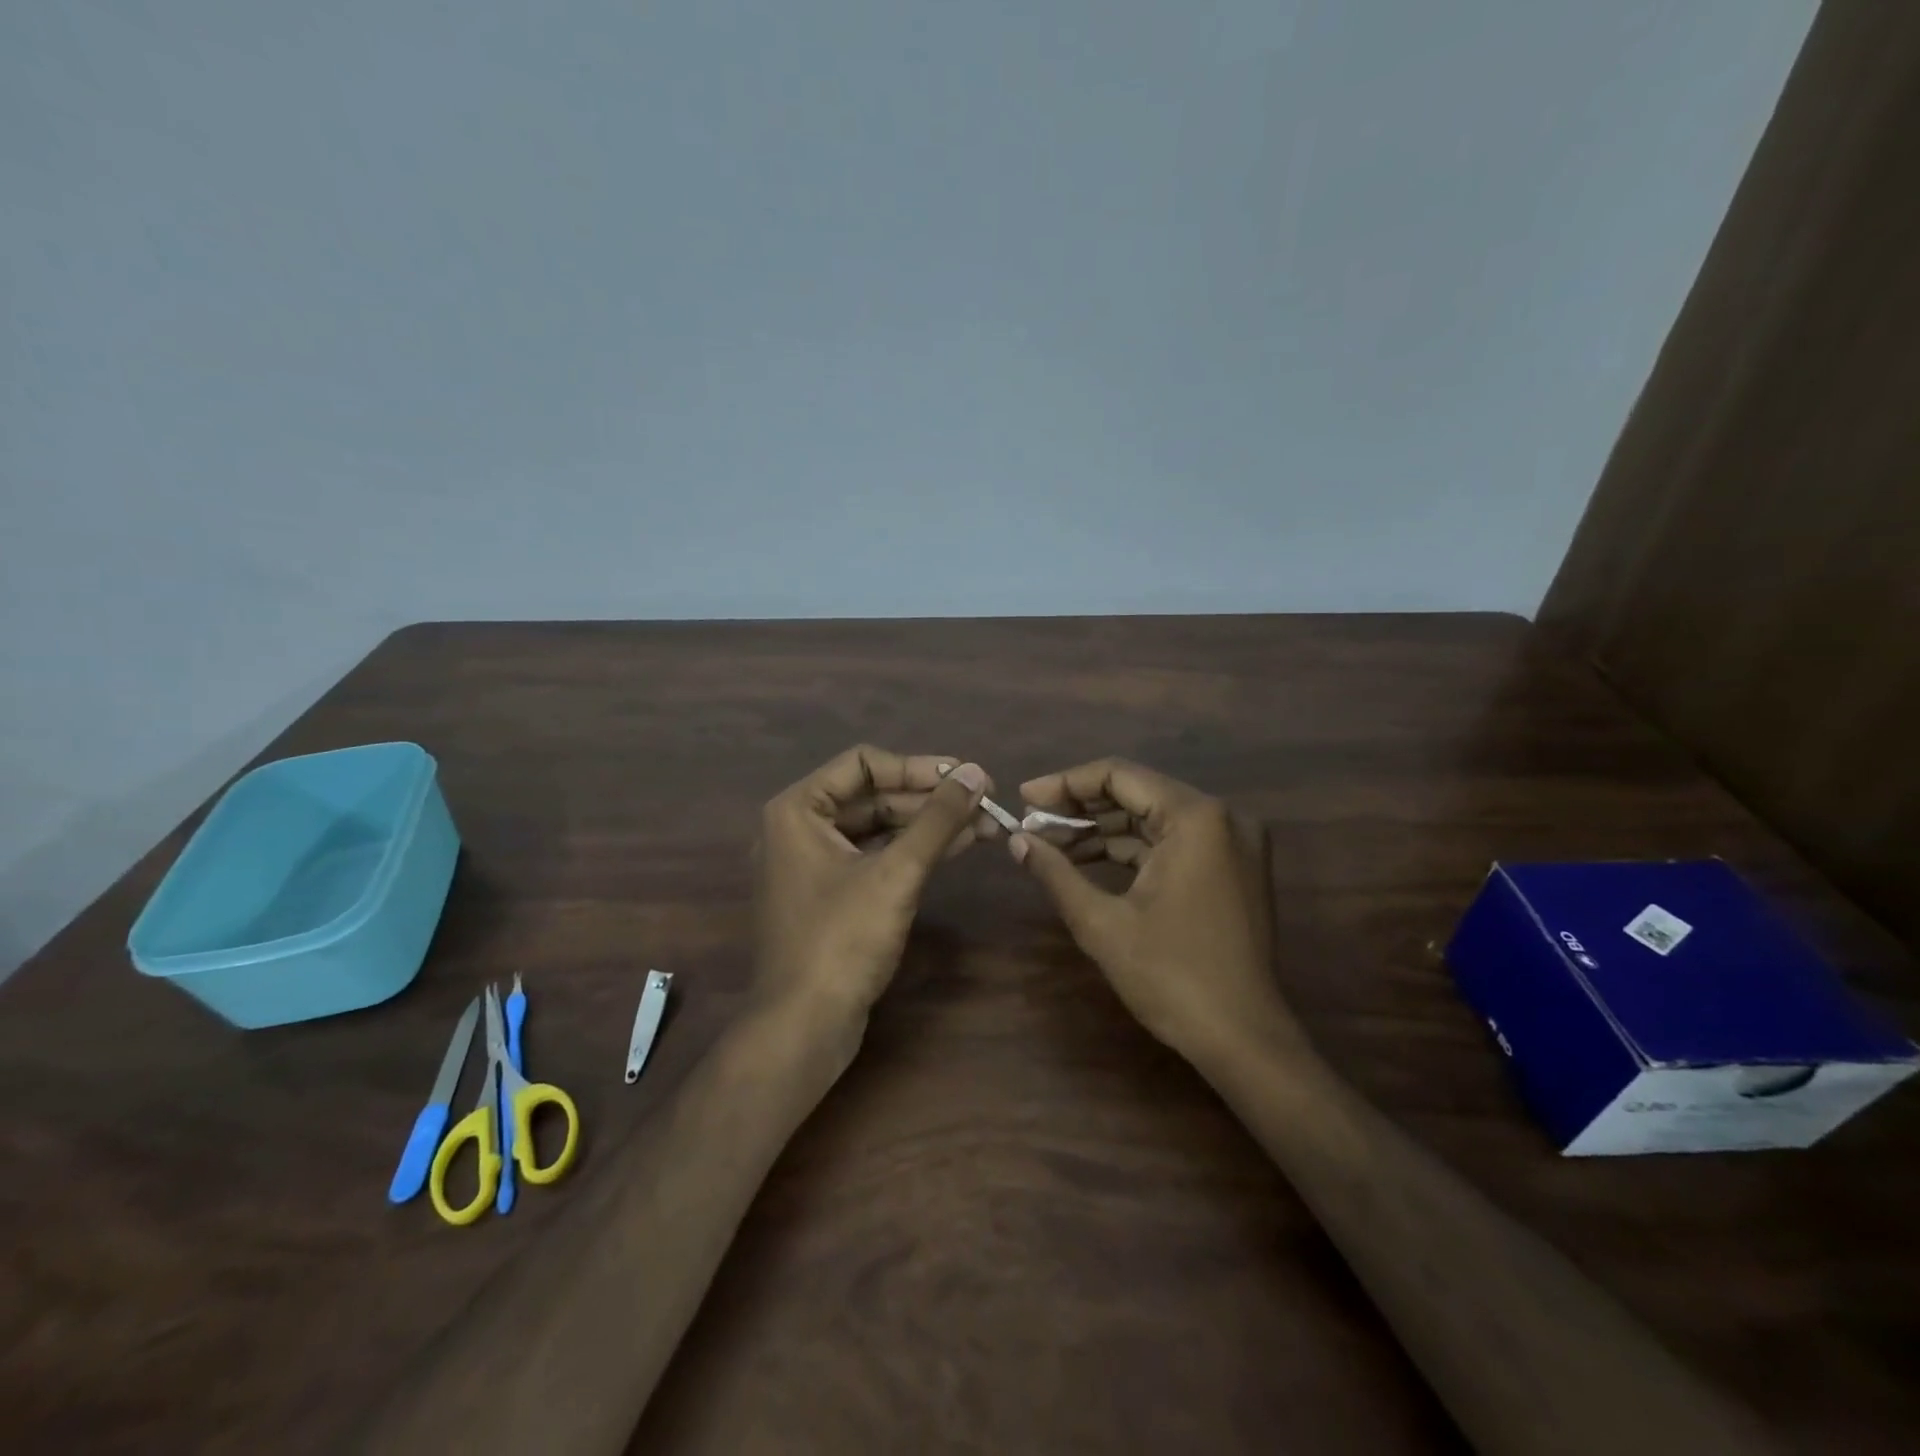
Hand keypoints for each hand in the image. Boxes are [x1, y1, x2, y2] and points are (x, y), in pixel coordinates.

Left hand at [753, 746, 991, 1032]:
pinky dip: (913, 851)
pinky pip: (875, 856)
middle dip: (930, 798)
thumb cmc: (843, 941)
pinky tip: (957, 845)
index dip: (919, 767)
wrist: (804, 1027)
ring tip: (985, 822)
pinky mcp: (832, 894)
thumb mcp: (896, 874)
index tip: (966, 776)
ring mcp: (814, 863)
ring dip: (929, 825)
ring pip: (878, 827)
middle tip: (985, 800)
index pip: (864, 763)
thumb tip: (975, 772)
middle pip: (873, 795)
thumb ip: (937, 819)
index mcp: (798, 810)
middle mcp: (800, 828)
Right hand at [1009, 759, 1303, 1065]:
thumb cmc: (1172, 977)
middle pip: (1137, 793)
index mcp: (1195, 818)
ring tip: (1051, 844)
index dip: (1065, 784)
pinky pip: (1173, 842)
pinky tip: (1089, 861)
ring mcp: (1233, 842)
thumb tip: (1016, 840)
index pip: (1119, 775)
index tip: (1025, 798)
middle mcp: (1221, 817)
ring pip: (1153, 818)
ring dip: (1103, 829)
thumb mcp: (1102, 923)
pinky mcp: (1232, 867)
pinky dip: (1132, 849)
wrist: (1244, 1040)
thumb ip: (1055, 872)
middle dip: (1081, 808)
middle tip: (1032, 823)